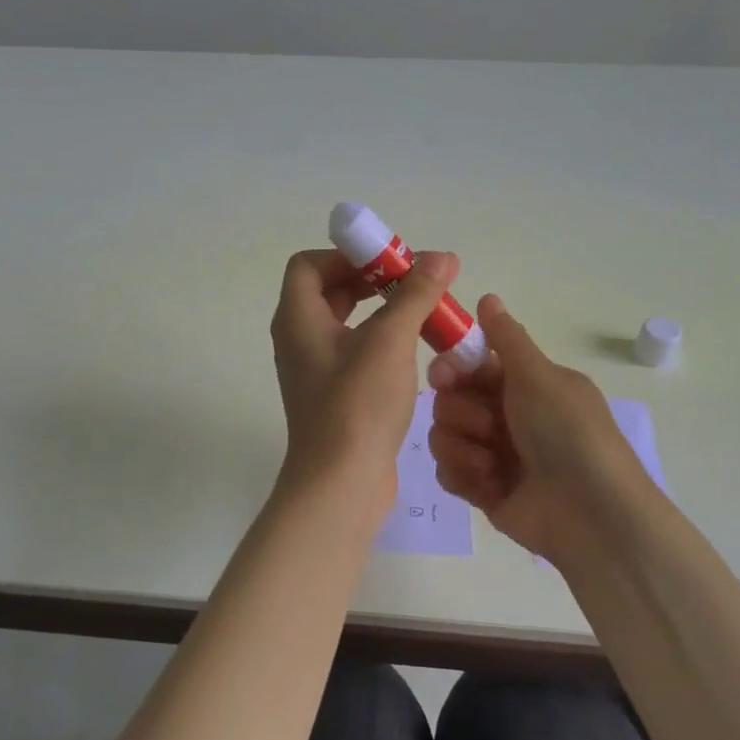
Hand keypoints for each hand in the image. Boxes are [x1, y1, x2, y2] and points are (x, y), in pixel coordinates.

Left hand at [269, 248, 462, 503]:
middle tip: (415, 282)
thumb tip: (441, 257)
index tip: (390, 263)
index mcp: (298, 318)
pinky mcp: (333, 394)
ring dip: (382, 310)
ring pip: (346, 322)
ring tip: (423, 312)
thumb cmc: (357, 404)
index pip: (309, 264)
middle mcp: (299, 338)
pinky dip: (381, 340)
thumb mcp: (389, 340)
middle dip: (373, 280)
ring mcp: (314, 369)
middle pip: (329, 290)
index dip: (347, 255)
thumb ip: (415, 294)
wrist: (340, 483)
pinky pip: (355, 351)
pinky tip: (415, 350)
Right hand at [427, 294, 655, 566]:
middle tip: (487, 426)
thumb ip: (506, 338)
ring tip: (491, 463)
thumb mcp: (539, 376)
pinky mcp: (483, 490)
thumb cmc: (567, 433)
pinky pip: (448, 472)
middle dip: (461, 413)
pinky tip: (488, 485)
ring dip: (463, 447)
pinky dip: (465, 476)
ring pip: (443, 436)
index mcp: (525, 385)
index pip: (471, 366)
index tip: (444, 376)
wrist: (590, 513)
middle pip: (450, 401)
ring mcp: (494, 454)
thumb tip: (488, 296)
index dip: (452, 369)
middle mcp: (507, 416)